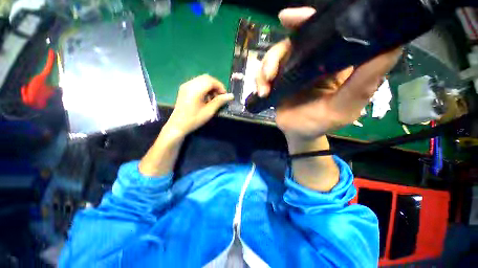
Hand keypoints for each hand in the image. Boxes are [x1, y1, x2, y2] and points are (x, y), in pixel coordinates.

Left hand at [167, 74, 233, 136]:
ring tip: (213, 99)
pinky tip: (205, 98)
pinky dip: (204, 88)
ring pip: (202, 80)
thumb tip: (231, 96)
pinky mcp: (184, 89)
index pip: (211, 81)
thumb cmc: (194, 119)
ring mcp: (185, 86)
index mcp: (195, 89)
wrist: (178, 125)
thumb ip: (220, 101)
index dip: (220, 86)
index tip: (224, 95)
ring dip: (210, 87)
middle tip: (220, 97)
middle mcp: (189, 84)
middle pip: (206, 78)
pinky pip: (197, 83)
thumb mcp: (209, 111)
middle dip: (216, 86)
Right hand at [256, 7, 401, 142]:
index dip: (307, 21)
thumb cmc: (321, 123)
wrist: (298, 133)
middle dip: (277, 53)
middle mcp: (312, 60)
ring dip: (266, 71)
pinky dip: (259, 81)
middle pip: (291, 42)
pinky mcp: (278, 80)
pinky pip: (264, 72)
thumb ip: (364, 83)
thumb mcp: (345, 107)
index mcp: (332, 61)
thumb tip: (391, 44)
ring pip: (274, 57)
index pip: (324, 31)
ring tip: (265, 89)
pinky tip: (262, 93)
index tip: (290, 19)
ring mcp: (292, 70)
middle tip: (270, 71)